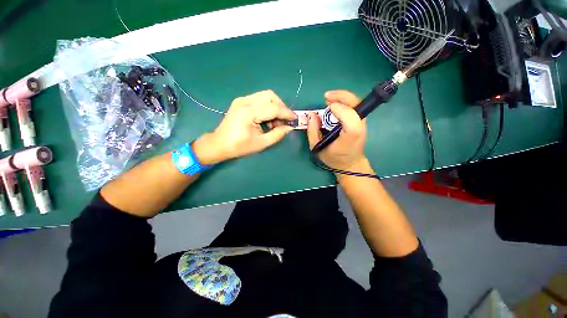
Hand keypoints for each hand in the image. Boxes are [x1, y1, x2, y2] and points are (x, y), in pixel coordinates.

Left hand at [193, 90, 295, 164]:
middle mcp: (245, 101)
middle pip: (270, 96)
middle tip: (284, 121)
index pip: (273, 108)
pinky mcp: (241, 101)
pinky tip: (267, 119)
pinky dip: (267, 107)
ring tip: (275, 122)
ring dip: (274, 107)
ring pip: (265, 96)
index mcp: (248, 112)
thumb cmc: (239, 146)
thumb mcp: (261, 143)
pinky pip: (259, 99)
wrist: (219, 144)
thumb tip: (289, 127)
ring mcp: (242, 99)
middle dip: (281, 107)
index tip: (295, 119)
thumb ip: (277, 134)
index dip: (287, 113)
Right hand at [307, 90, 369, 172]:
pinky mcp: (361, 121)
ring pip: (356, 103)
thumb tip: (311, 114)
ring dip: (342, 98)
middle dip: (341, 96)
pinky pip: (354, 106)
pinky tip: (335, 105)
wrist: (349, 163)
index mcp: (350, 136)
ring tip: (328, 100)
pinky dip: (345, 102)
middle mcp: (360, 127)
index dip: (340, 109)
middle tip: (326, 97)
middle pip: (356, 104)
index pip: (350, 118)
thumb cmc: (333, 157)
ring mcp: (362, 123)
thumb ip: (313, 131)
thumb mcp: (318, 147)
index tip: (327, 107)